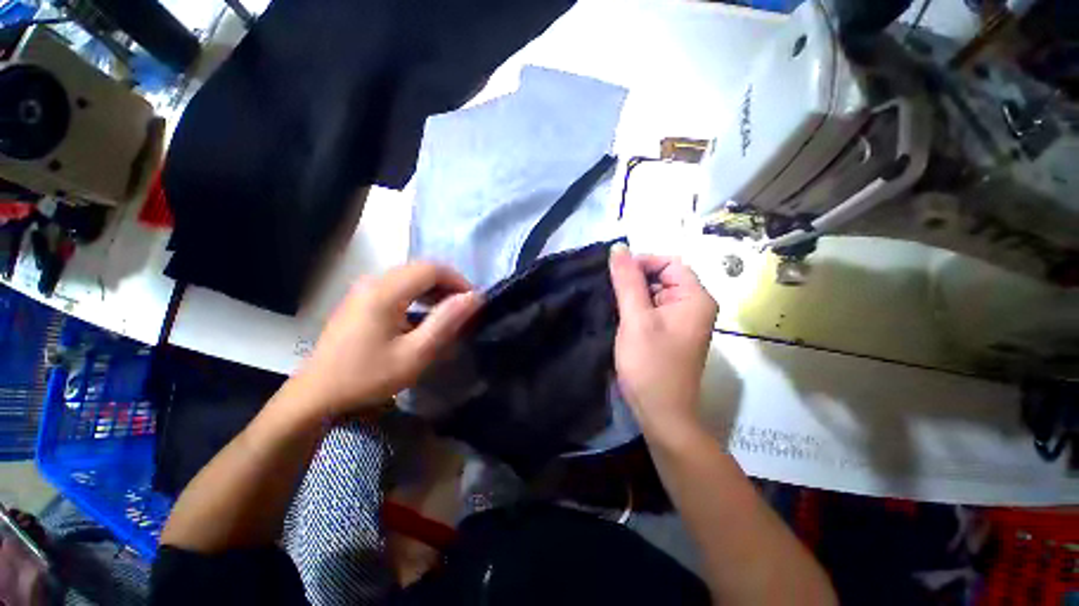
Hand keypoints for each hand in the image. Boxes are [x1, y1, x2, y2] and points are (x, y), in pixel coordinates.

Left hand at [295, 262, 482, 420]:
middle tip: (464, 309)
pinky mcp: (360, 299)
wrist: (317, 394)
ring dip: (434, 289)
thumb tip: (474, 297)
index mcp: (385, 291)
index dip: (458, 280)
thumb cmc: (368, 376)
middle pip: (421, 269)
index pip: (432, 268)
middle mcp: (373, 281)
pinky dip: (418, 294)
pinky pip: (398, 286)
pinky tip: (423, 315)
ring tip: (448, 311)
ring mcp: (364, 289)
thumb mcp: (415, 354)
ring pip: (410, 276)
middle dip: (448, 284)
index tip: (473, 302)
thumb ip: (446, 322)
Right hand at [609, 244, 717, 441]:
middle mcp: (695, 305)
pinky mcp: (671, 332)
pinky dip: (637, 309)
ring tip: (615, 309)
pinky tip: (622, 319)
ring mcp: (683, 320)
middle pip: (663, 276)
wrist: (661, 413)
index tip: (616, 277)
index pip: (670, 262)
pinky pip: (654, 309)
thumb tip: (619, 247)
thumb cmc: (650, 364)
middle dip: (636, 281)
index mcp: (695, 297)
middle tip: (613, 296)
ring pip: (656, 293)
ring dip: (634, 296)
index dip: (643, 263)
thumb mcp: (636, 318)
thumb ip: (627, 281)